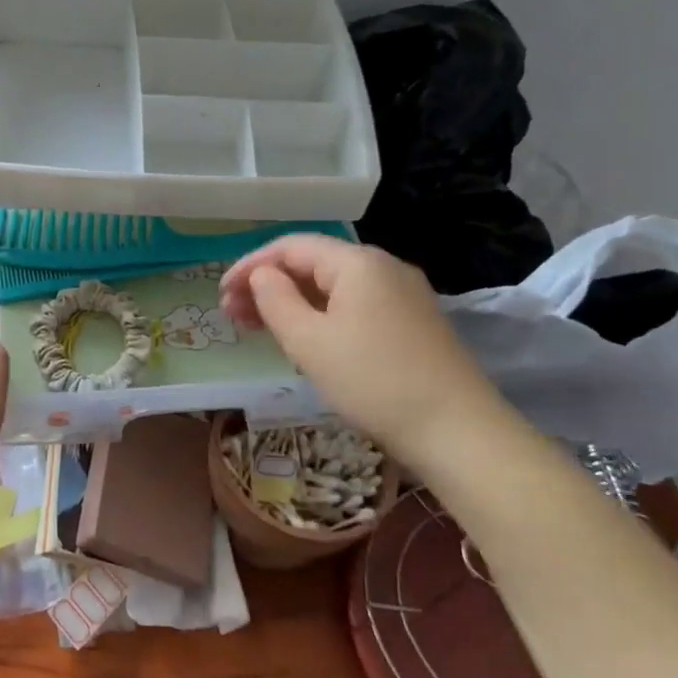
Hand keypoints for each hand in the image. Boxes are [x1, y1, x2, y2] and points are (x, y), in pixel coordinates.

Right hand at [219, 235, 507, 466]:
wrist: (457, 430)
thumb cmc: (373, 380)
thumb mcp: (308, 341)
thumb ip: (276, 300)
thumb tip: (262, 275)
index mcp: (357, 263)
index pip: (291, 247)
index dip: (250, 265)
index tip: (220, 293)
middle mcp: (383, 268)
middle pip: (312, 264)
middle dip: (267, 285)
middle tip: (232, 315)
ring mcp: (402, 296)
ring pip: (332, 288)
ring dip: (290, 302)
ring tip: (256, 328)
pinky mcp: (411, 323)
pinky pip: (353, 307)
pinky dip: (318, 316)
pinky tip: (301, 339)